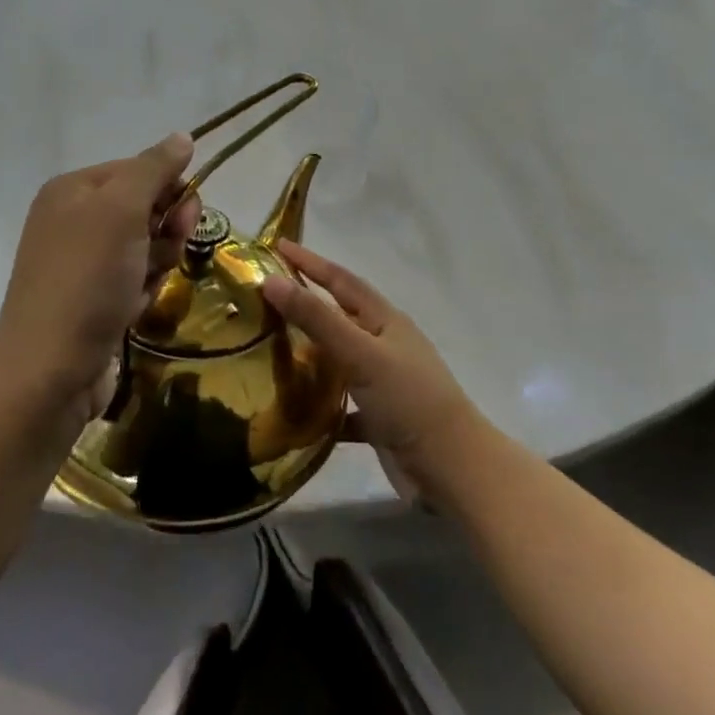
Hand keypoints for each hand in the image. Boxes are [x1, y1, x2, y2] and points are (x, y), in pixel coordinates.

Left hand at [0, 133, 199, 424]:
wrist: (50, 369)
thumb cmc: (87, 279)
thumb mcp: (122, 211)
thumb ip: (154, 169)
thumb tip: (183, 136)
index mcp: (74, 189)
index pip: (140, 169)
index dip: (170, 189)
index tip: (184, 217)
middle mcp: (74, 219)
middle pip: (146, 208)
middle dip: (165, 230)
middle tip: (164, 254)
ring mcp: (83, 262)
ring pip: (146, 246)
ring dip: (156, 264)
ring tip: (142, 287)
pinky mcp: (93, 298)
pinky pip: (135, 279)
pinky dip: (142, 291)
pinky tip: (133, 309)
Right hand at [263, 241, 484, 500]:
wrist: (452, 468)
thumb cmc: (409, 401)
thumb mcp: (361, 354)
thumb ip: (317, 319)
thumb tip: (271, 280)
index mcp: (384, 321)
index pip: (341, 280)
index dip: (310, 262)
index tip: (276, 246)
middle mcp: (383, 346)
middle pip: (338, 316)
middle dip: (304, 304)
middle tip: (262, 297)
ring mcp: (381, 382)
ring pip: (336, 360)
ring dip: (307, 353)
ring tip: (264, 349)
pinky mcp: (377, 418)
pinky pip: (339, 404)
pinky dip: (316, 405)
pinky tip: (288, 410)